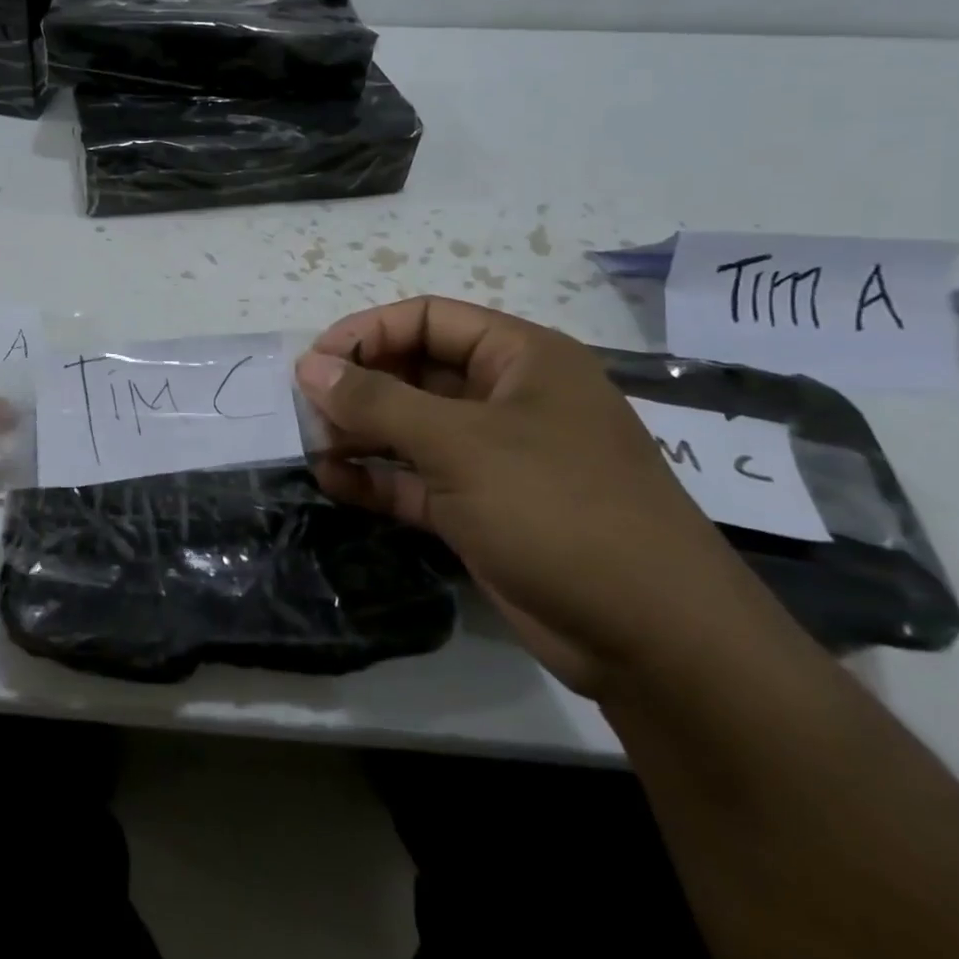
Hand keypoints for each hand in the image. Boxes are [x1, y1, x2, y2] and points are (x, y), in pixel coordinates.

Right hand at [295, 297, 780, 697]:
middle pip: (416, 372)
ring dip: (361, 433)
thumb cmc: (557, 508)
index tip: (314, 362)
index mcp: (521, 359)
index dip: (367, 332)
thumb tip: (309, 366)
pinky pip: (417, 479)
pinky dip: (377, 478)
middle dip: (359, 387)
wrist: (652, 638)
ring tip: (312, 445)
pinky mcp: (482, 508)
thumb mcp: (460, 444)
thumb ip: (377, 401)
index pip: (429, 320)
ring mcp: (495, 457)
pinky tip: (333, 482)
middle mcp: (507, 399)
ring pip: (412, 428)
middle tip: (306, 410)